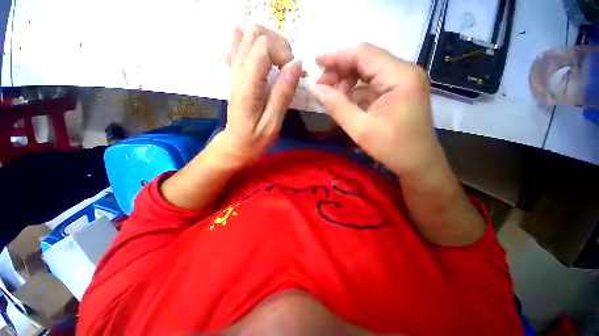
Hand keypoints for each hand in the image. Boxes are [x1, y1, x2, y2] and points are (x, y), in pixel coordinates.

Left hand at [221, 24, 303, 164]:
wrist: (235, 145)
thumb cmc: (255, 140)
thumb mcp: (273, 123)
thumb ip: (283, 94)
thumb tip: (296, 64)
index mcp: (247, 86)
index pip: (263, 46)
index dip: (283, 53)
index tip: (294, 73)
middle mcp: (237, 73)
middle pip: (255, 32)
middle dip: (278, 44)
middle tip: (288, 67)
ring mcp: (234, 71)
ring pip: (247, 34)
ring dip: (269, 43)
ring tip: (279, 63)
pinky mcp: (235, 75)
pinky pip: (239, 46)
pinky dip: (253, 45)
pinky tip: (263, 60)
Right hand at [310, 44, 485, 246]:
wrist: (419, 169)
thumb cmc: (395, 151)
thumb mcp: (361, 128)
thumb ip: (338, 106)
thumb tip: (317, 89)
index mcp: (399, 76)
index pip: (363, 53)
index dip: (337, 54)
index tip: (315, 59)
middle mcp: (402, 74)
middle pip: (363, 61)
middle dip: (338, 69)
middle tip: (319, 83)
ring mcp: (399, 85)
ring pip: (364, 74)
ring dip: (344, 82)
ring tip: (327, 94)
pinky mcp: (394, 97)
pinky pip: (367, 87)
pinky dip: (351, 92)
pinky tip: (341, 102)